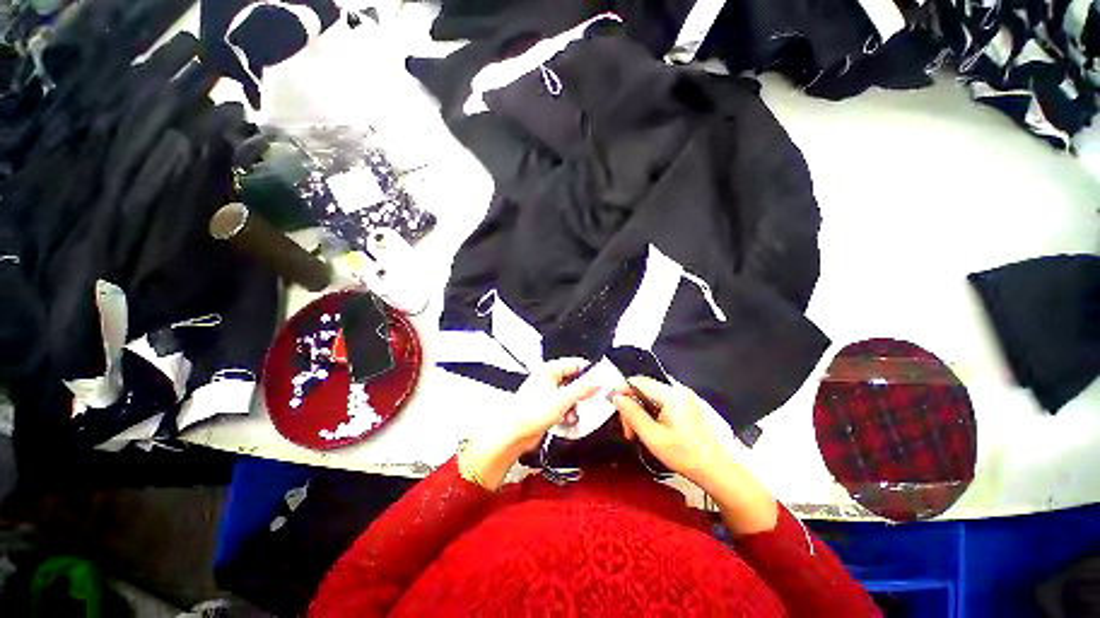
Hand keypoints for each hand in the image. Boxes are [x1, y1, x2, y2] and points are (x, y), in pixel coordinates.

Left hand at [460, 358, 597, 489]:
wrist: (513, 434)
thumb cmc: (529, 413)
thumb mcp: (562, 399)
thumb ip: (582, 390)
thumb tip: (597, 382)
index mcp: (549, 370)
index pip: (574, 363)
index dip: (589, 370)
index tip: (601, 379)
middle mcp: (547, 379)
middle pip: (573, 380)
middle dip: (582, 391)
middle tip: (593, 398)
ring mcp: (546, 393)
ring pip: (569, 394)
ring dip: (575, 404)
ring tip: (575, 413)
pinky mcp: (545, 407)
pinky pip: (563, 406)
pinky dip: (568, 412)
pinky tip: (568, 419)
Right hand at [611, 376, 729, 486]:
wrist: (717, 471)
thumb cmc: (686, 456)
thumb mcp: (652, 436)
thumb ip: (632, 414)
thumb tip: (617, 397)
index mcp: (670, 395)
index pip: (637, 382)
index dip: (622, 393)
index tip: (615, 410)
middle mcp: (677, 391)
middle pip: (643, 390)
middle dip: (631, 407)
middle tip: (628, 431)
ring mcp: (683, 399)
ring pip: (650, 397)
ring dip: (640, 413)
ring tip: (638, 434)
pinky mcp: (686, 407)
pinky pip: (660, 404)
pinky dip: (651, 415)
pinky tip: (651, 431)